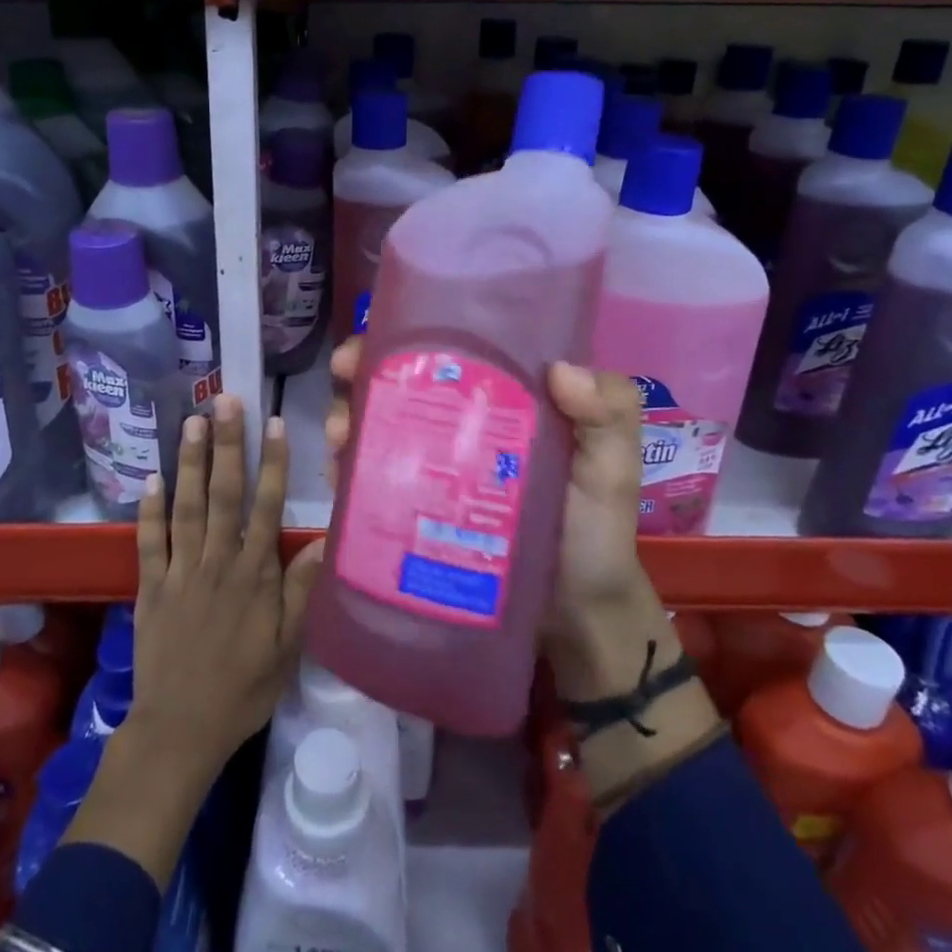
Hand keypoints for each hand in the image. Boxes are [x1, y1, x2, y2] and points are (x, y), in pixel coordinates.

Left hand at [128, 393, 321, 787]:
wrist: (179, 731)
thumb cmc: (242, 690)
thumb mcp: (287, 649)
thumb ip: (301, 593)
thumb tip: (322, 542)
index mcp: (254, 575)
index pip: (266, 507)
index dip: (272, 463)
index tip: (272, 423)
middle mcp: (217, 562)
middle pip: (223, 494)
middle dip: (226, 445)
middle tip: (226, 401)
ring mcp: (180, 571)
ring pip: (186, 506)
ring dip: (189, 462)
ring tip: (192, 421)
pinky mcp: (150, 587)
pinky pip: (149, 541)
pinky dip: (148, 509)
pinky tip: (150, 477)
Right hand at [322, 340, 658, 666]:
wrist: (576, 619)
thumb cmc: (596, 533)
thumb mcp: (613, 468)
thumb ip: (609, 415)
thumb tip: (560, 368)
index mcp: (504, 398)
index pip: (453, 350)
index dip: (411, 333)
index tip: (377, 333)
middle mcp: (462, 424)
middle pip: (402, 382)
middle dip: (363, 371)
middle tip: (343, 375)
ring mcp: (434, 468)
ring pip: (380, 426)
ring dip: (348, 417)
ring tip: (340, 434)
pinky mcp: (416, 511)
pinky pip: (374, 480)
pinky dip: (349, 469)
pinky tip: (338, 473)